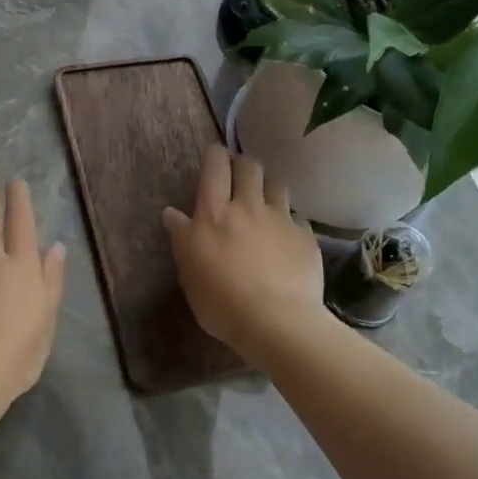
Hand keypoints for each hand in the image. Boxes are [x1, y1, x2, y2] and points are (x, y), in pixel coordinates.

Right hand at [161, 145, 325, 363]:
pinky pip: (297, 219)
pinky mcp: (305, 237)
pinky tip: (287, 240)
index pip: (215, 167)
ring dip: (269, 187)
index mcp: (214, 214)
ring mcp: (281, 220)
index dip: (216, 155)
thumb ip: (182, 238)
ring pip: (277, 185)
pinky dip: (289, 223)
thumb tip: (172, 213)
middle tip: (239, 176)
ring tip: (266, 201)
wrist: (277, 323)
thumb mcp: (189, 273)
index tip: (216, 155)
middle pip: (250, 167)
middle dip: (244, 165)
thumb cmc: (222, 302)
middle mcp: (248, 207)